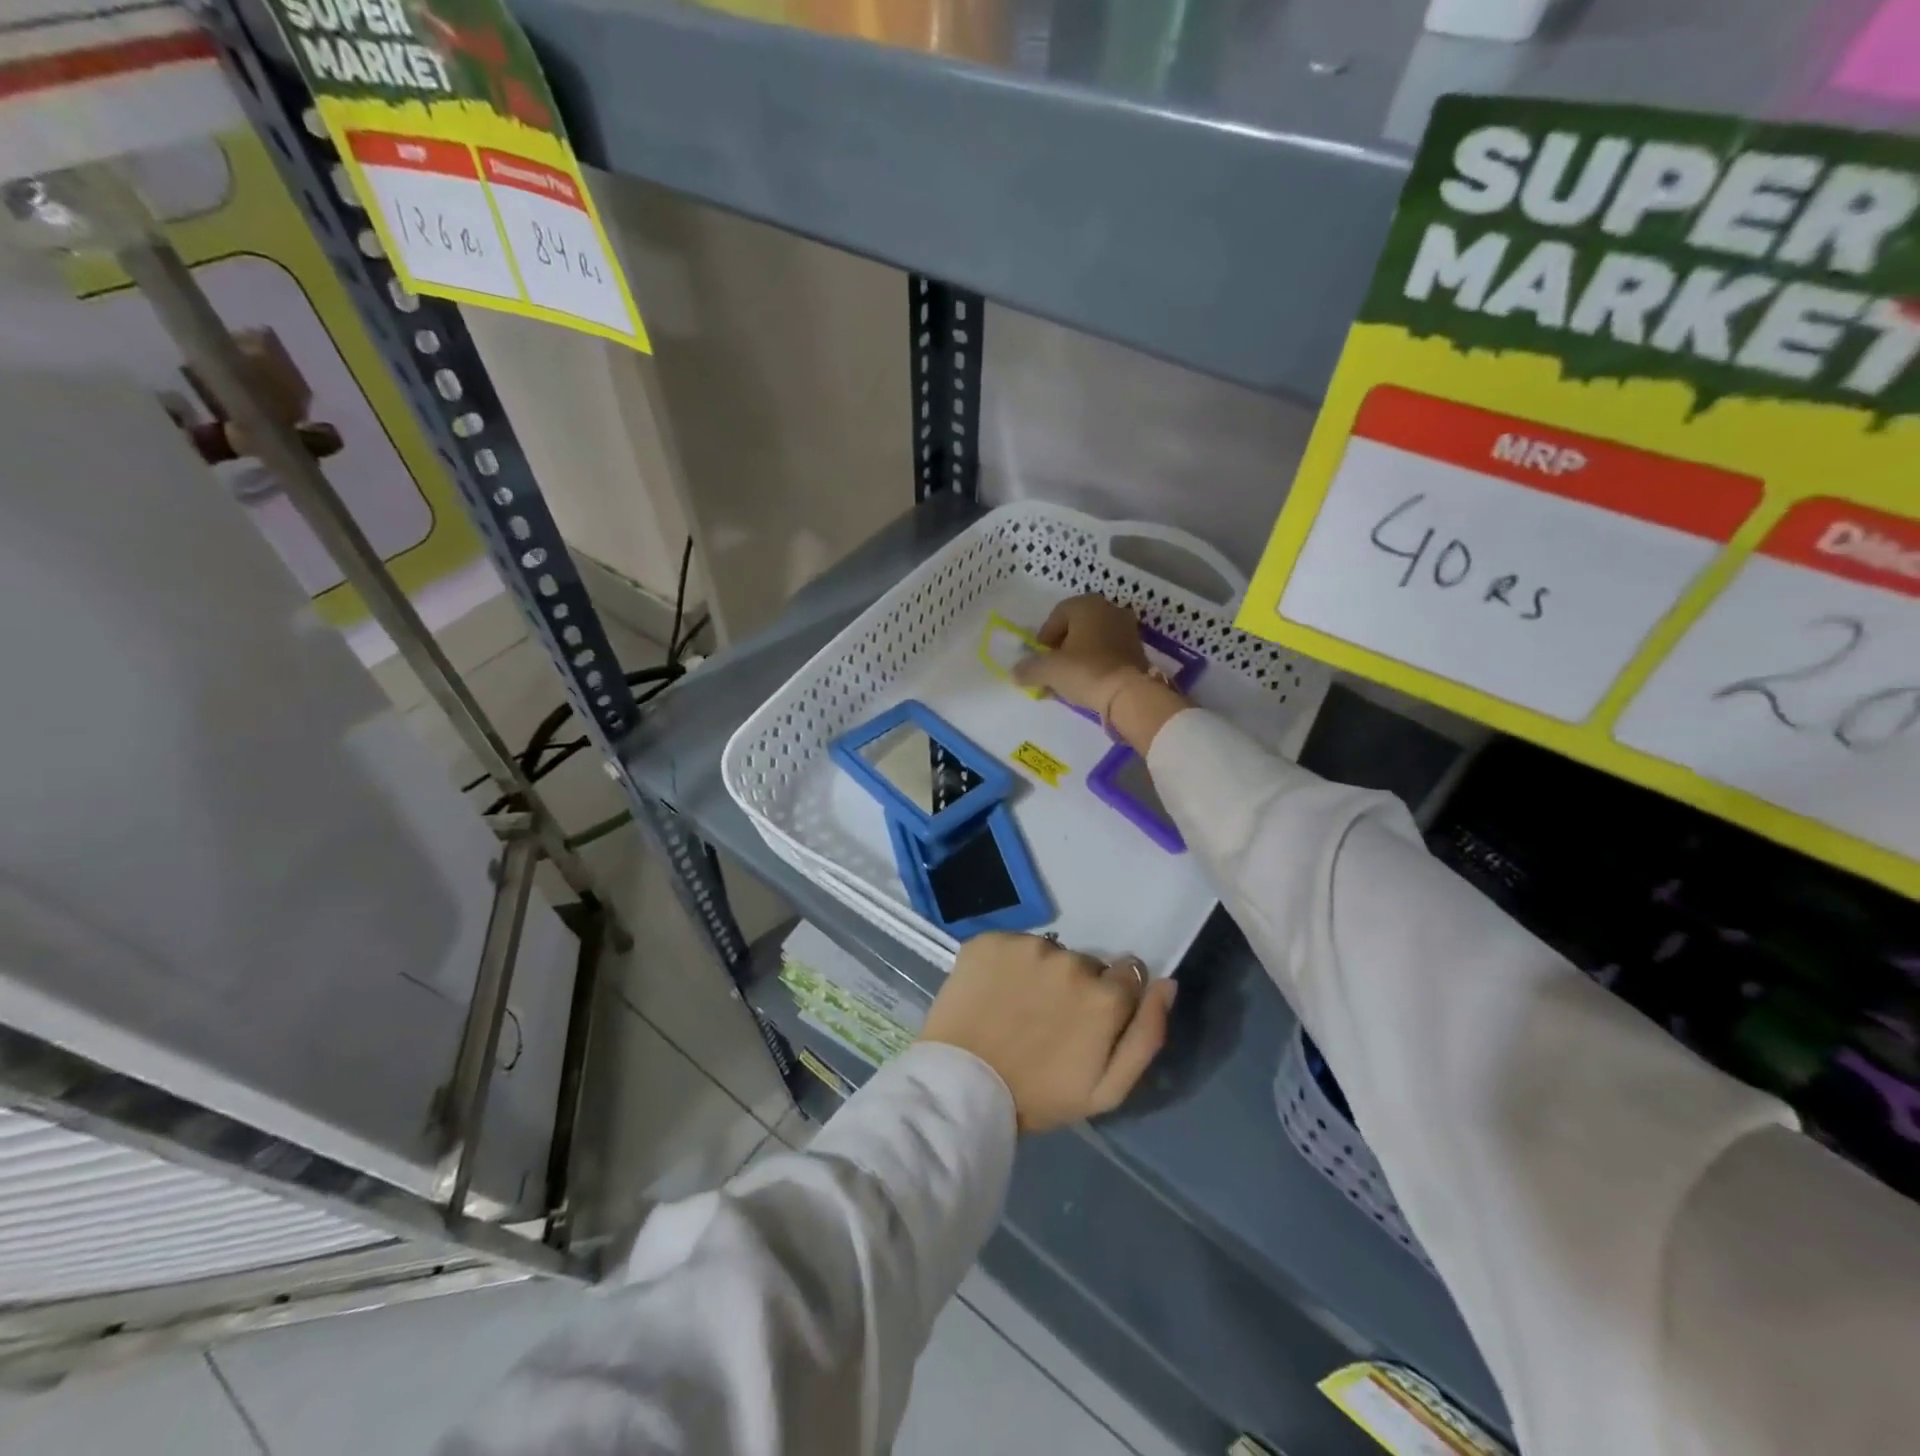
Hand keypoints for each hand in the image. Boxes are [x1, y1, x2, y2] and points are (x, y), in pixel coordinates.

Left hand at [920, 932, 1176, 1132]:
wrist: (962, 1086)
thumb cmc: (1039, 1096)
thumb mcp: (1107, 1089)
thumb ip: (1147, 1035)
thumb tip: (1167, 984)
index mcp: (1104, 995)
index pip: (1127, 973)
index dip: (1110, 997)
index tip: (1087, 1020)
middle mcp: (1070, 960)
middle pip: (1086, 963)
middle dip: (1075, 986)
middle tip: (1048, 1020)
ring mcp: (1026, 945)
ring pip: (1047, 952)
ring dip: (1040, 972)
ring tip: (1017, 1007)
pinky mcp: (990, 939)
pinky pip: (1010, 944)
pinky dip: (1006, 963)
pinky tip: (993, 992)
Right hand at [1012, 594, 1189, 754]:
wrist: (1129, 693)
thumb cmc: (1085, 671)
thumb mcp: (1049, 670)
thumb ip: (1028, 668)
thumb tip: (1014, 673)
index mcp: (1086, 605)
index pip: (1057, 615)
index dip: (1044, 637)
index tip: (1039, 657)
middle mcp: (1109, 609)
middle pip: (1076, 626)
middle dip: (1062, 647)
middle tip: (1052, 668)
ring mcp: (1127, 628)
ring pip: (1094, 640)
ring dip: (1079, 656)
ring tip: (1069, 679)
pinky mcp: (1138, 649)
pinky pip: (1109, 652)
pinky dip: (1097, 663)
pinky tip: (1089, 682)